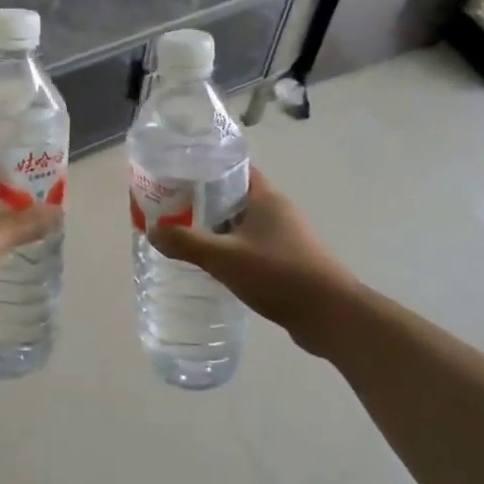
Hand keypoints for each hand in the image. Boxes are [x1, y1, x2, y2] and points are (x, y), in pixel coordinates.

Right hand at [149, 167, 361, 353]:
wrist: (331, 316)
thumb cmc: (279, 275)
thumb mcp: (224, 257)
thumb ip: (186, 243)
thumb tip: (151, 230)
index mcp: (266, 197)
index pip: (234, 168)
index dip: (206, 168)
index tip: (177, 176)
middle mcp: (277, 210)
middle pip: (235, 195)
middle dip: (204, 201)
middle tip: (172, 209)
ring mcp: (286, 237)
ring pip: (243, 223)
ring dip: (218, 228)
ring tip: (186, 236)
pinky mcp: (289, 261)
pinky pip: (253, 246)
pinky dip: (233, 249)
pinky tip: (214, 265)